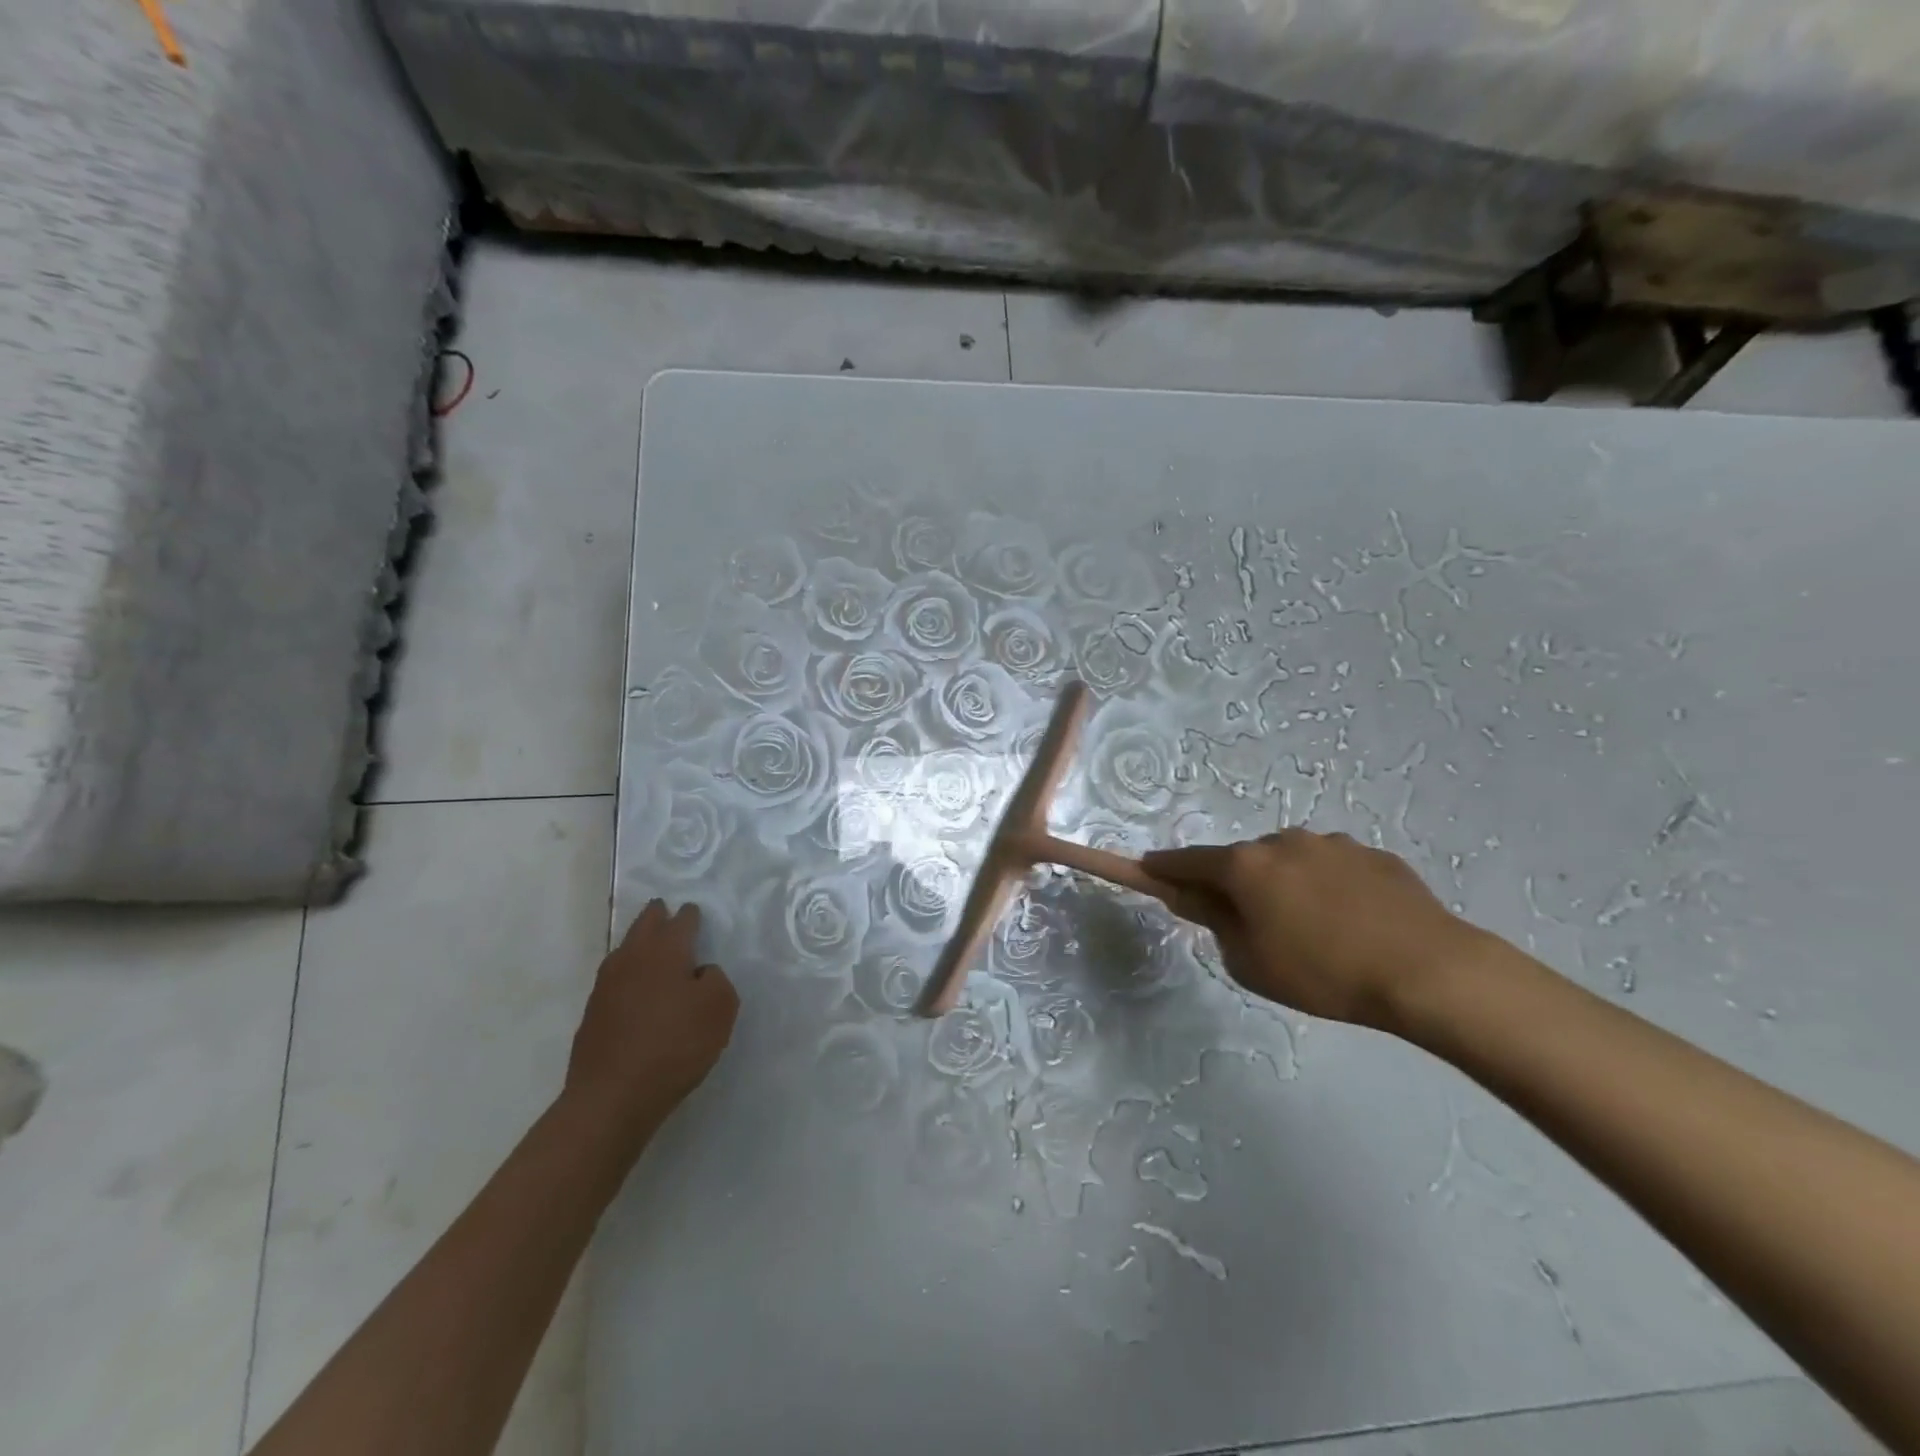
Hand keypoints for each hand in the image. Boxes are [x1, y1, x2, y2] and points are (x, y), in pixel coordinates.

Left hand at [566, 900, 738, 1133]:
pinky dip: (628, 974)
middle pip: (645, 925)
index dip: (691, 915)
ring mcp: (606, 985)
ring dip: (638, 942)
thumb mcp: (719, 1009)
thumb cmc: (674, 1045)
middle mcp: (632, 958)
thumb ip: (717, 980)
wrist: (612, 1097)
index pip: (681, 921)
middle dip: (657, 916)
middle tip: (665, 910)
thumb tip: (701, 973)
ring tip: (650, 946)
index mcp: (666, 951)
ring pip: (625, 950)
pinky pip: (615, 979)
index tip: (694, 913)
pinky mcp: (593, 1013)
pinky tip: (635, 989)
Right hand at [1143, 831, 1487, 1030]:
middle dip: (1236, 885)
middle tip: (1251, 926)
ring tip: (1313, 931)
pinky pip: (1331, 868)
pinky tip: (1351, 923)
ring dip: (1284, 885)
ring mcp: (1331, 843)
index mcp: (1245, 866)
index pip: (1187, 860)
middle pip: (1242, 861)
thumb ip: (1216, 924)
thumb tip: (1199, 900)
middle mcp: (1282, 841)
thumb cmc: (1324, 973)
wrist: (1428, 971)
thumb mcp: (1250, 962)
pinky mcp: (1372, 854)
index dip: (1163, 867)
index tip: (1149, 869)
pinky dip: (1326, 887)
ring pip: (1289, 862)